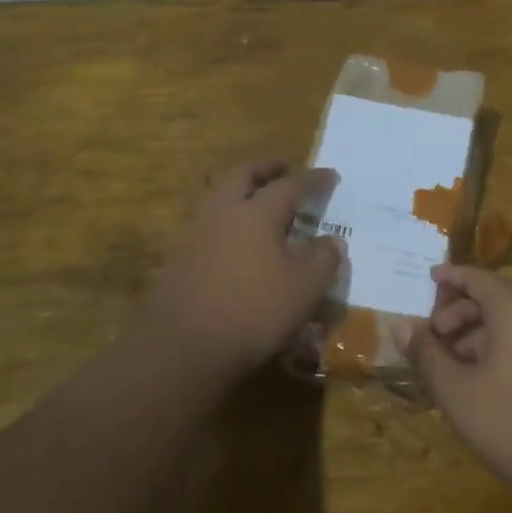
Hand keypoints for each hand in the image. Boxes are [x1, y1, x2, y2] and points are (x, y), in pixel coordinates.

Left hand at [141, 160, 343, 381]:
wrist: (183, 345)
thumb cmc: (253, 311)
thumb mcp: (304, 289)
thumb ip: (323, 260)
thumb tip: (332, 241)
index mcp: (257, 212)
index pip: (290, 186)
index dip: (313, 180)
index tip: (330, 175)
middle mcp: (223, 212)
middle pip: (242, 175)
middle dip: (265, 167)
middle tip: (283, 167)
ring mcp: (195, 233)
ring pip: (218, 196)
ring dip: (240, 189)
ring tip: (258, 199)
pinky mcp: (179, 258)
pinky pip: (207, 224)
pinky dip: (226, 219)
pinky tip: (236, 240)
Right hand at [402, 265, 511, 512]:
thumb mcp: (457, 392)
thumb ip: (426, 354)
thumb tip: (400, 325)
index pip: (479, 278)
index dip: (450, 277)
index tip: (427, 278)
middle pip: (498, 296)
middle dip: (462, 311)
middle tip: (434, 337)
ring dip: (482, 331)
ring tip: (454, 362)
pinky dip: (507, 343)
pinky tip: (486, 375)